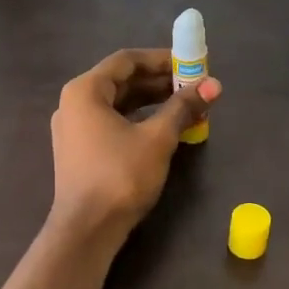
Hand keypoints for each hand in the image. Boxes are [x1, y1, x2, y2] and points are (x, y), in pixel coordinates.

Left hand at [49, 49, 221, 241]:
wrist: (87, 229)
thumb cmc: (120, 175)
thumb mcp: (158, 138)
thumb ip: (184, 107)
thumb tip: (214, 84)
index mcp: (85, 90)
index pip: (126, 60)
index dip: (161, 59)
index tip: (191, 63)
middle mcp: (73, 104)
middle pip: (121, 81)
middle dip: (159, 82)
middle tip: (193, 86)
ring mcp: (74, 129)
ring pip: (117, 104)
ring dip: (151, 102)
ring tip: (185, 107)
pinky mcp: (80, 152)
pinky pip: (111, 124)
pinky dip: (137, 121)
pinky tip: (163, 129)